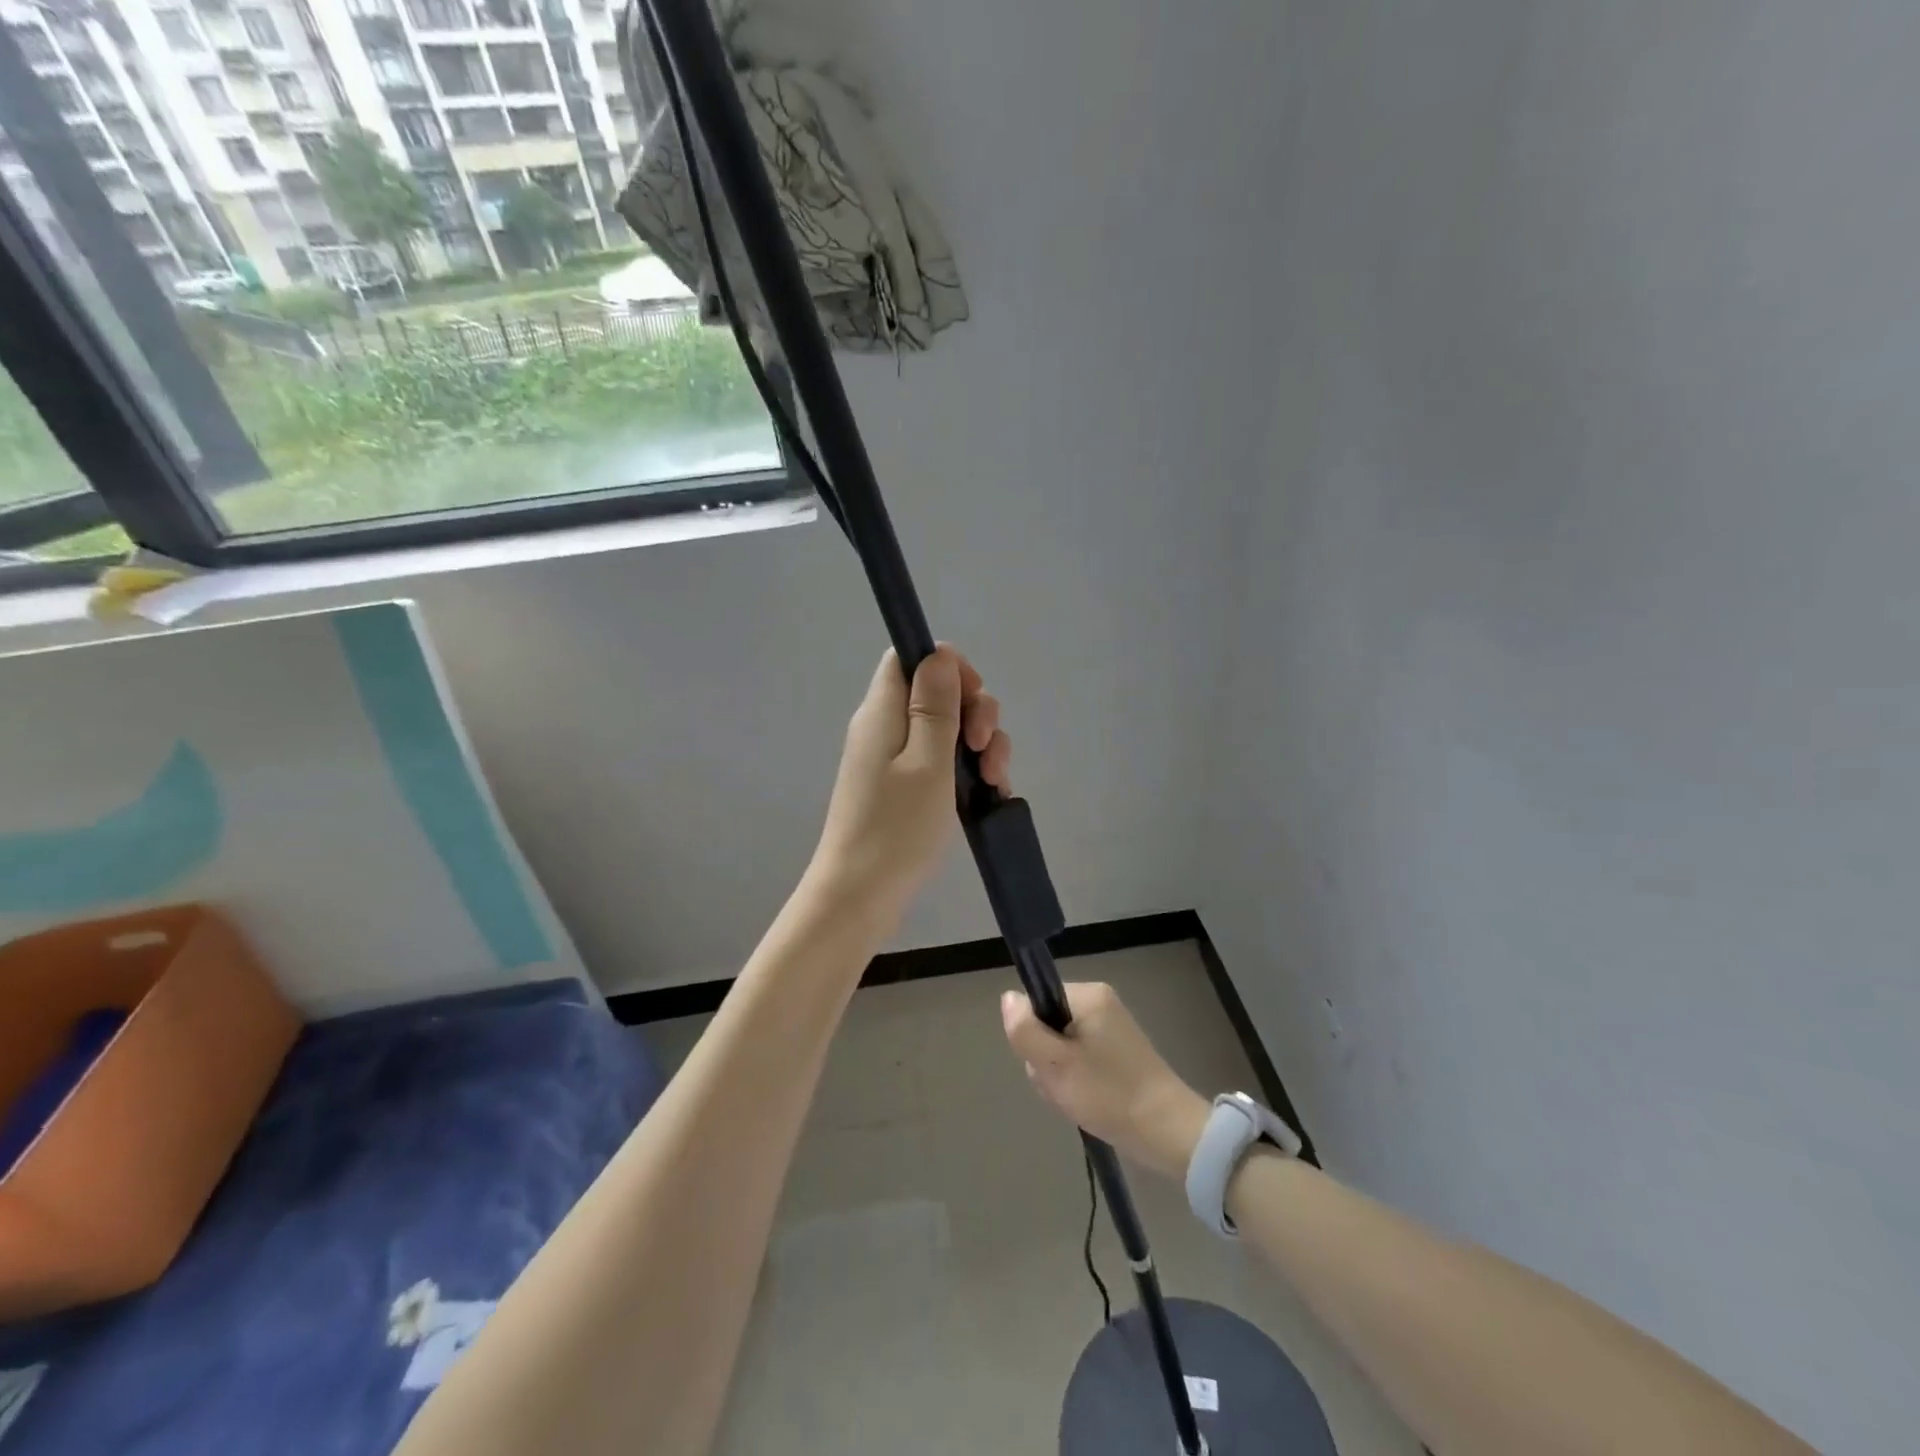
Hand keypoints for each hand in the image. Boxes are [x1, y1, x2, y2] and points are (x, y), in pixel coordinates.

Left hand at [807, 646, 1011, 924]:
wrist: (860, 896)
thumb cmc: (896, 827)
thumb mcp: (927, 760)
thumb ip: (935, 704)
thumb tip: (940, 652)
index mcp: (883, 711)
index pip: (909, 657)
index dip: (948, 667)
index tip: (973, 700)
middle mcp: (885, 727)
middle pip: (936, 692)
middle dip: (974, 713)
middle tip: (983, 750)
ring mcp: (894, 760)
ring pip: (947, 730)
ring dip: (979, 746)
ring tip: (994, 782)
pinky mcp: (903, 788)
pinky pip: (941, 762)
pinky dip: (968, 771)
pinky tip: (989, 795)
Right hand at [1001, 982, 1208, 1178]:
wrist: (1167, 1131)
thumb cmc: (1108, 1094)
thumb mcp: (1055, 1065)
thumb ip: (1025, 1030)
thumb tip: (1008, 998)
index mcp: (1088, 995)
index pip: (1037, 1001)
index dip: (1032, 1034)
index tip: (1045, 1063)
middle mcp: (1100, 1003)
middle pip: (1049, 1024)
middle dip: (1046, 1060)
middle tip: (1062, 1087)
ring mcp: (1111, 1027)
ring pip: (1062, 1046)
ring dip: (1060, 1075)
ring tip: (1075, 1099)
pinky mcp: (1118, 1051)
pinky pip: (1081, 1058)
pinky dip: (1077, 1081)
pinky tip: (1086, 1103)